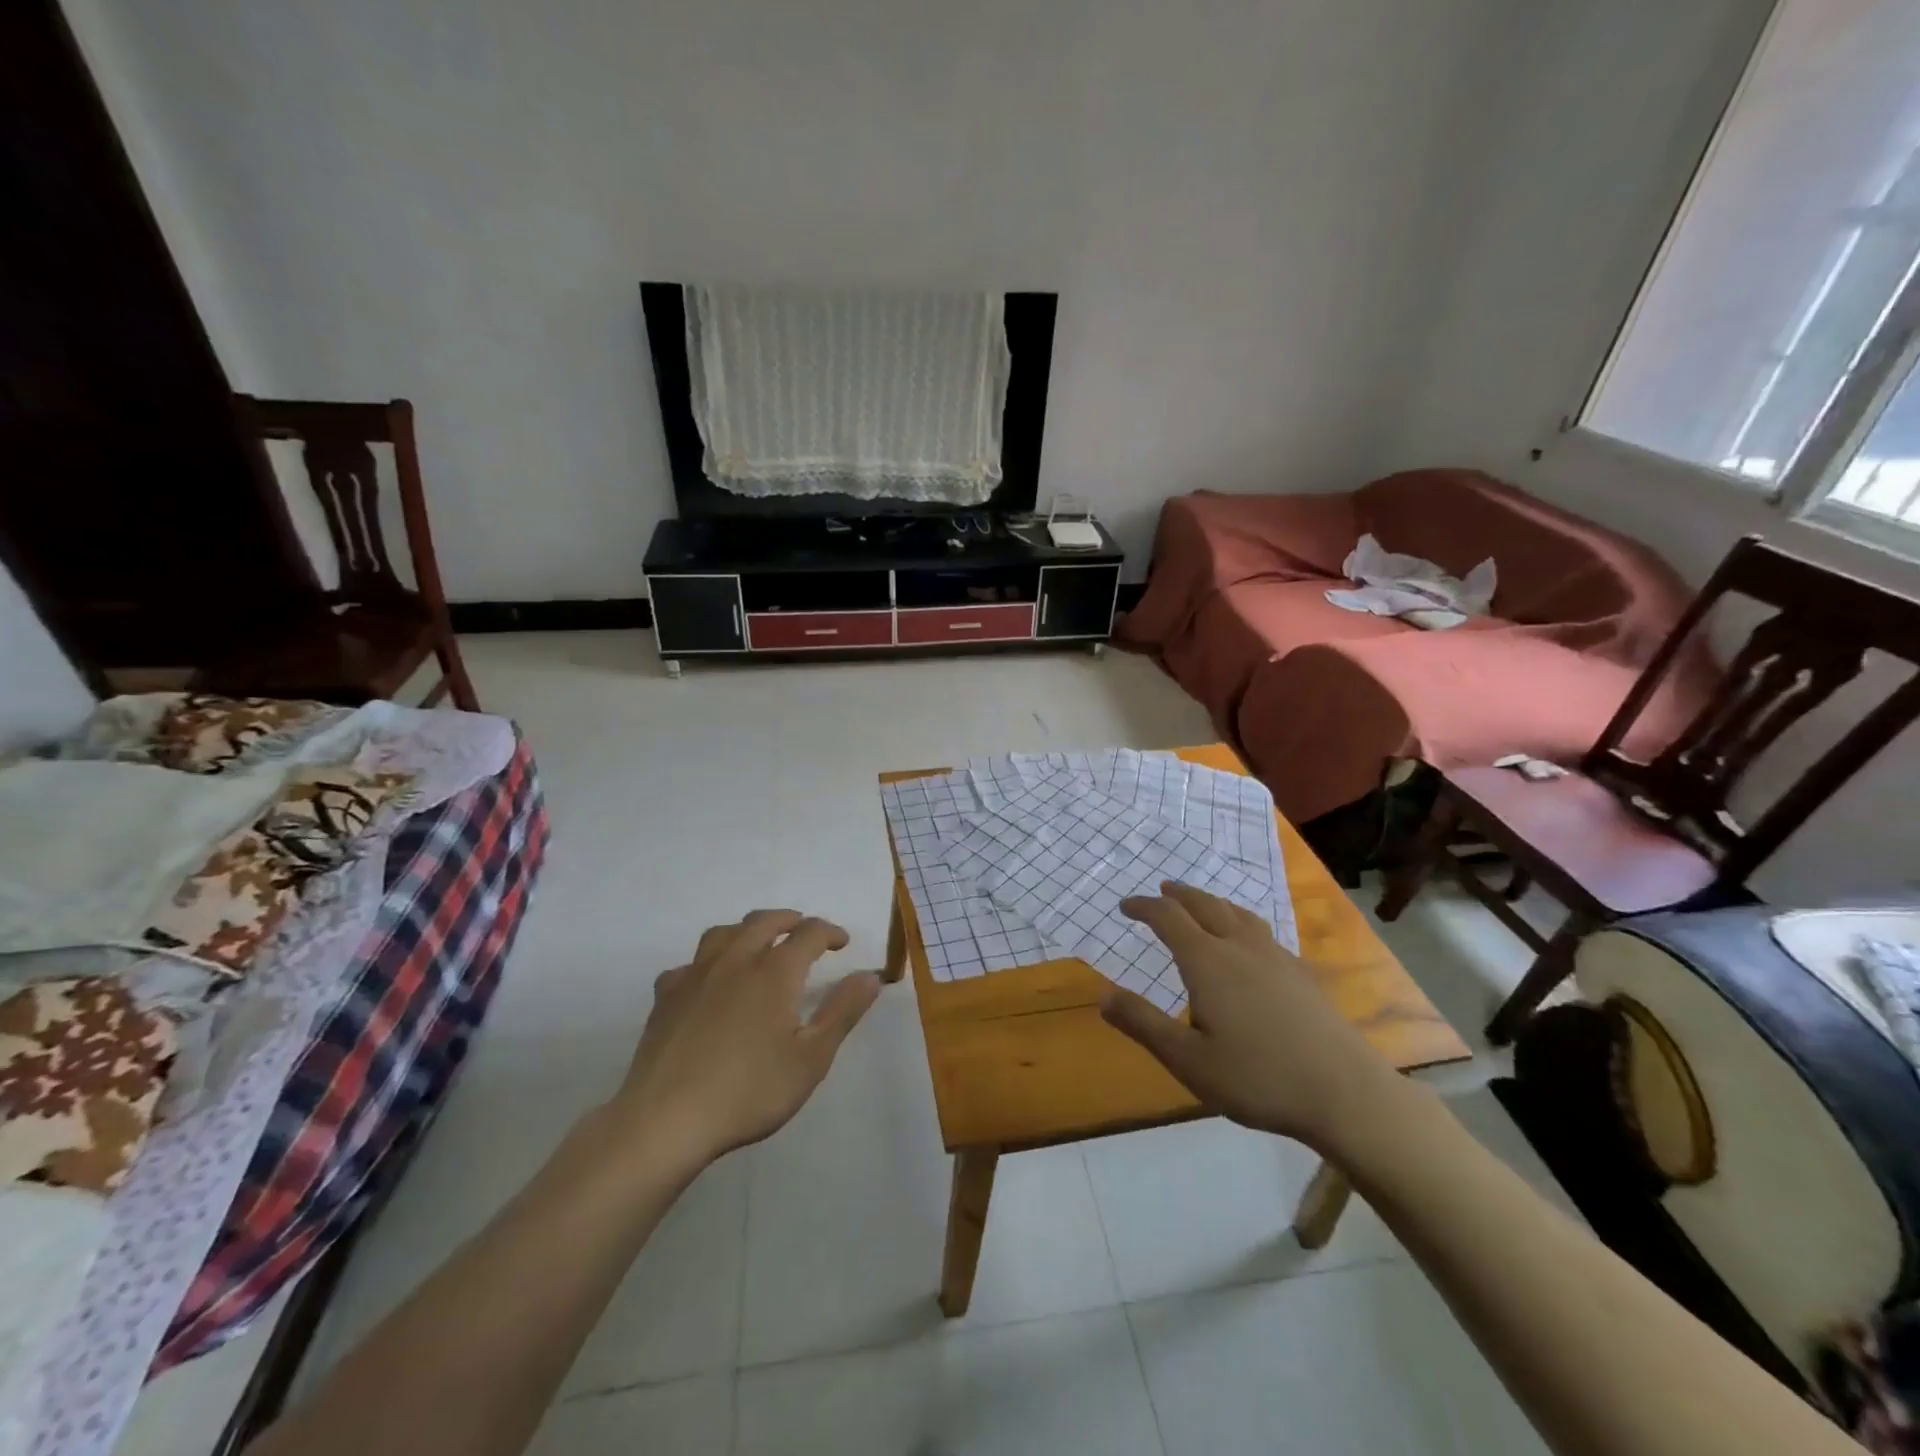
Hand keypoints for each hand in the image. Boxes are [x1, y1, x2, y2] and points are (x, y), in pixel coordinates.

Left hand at [608, 909, 880, 1166]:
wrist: (666, 1120)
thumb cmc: (749, 1091)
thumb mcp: (811, 1059)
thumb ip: (843, 1012)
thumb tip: (870, 975)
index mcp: (775, 971)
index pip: (809, 933)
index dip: (829, 932)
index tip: (842, 943)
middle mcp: (736, 960)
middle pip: (765, 921)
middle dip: (790, 920)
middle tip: (804, 931)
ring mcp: (696, 975)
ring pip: (724, 932)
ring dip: (748, 930)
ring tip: (758, 943)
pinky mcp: (666, 996)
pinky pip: (689, 964)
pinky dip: (707, 963)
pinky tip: (708, 982)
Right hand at [1100, 883, 1407, 1154]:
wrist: (1346, 1093)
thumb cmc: (1258, 1078)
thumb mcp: (1187, 1060)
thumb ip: (1143, 1024)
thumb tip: (1103, 995)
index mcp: (1208, 961)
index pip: (1168, 918)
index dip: (1144, 907)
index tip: (1125, 906)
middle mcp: (1240, 947)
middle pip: (1205, 905)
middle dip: (1179, 895)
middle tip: (1162, 891)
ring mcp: (1276, 957)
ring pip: (1237, 913)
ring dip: (1211, 902)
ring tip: (1201, 905)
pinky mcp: (1301, 974)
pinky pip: (1261, 931)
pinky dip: (1239, 921)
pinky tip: (1248, 943)